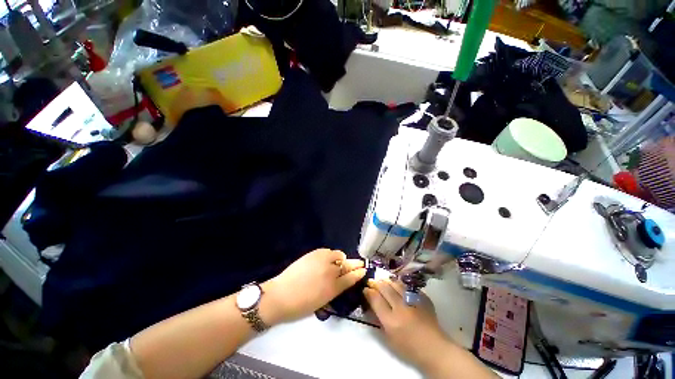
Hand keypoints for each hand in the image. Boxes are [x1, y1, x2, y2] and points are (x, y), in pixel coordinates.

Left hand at [260, 249, 366, 324]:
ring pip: (338, 255)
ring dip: (341, 258)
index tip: (363, 270)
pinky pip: (328, 251)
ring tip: (338, 261)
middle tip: (360, 262)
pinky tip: (328, 258)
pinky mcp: (314, 253)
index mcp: (333, 288)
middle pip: (347, 265)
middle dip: (355, 264)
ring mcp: (322, 261)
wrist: (280, 295)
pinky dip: (331, 254)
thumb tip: (340, 281)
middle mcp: (331, 272)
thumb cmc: (300, 305)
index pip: (351, 278)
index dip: (358, 273)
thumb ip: (333, 290)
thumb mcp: (321, 302)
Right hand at [364, 279, 448, 369]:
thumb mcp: (389, 337)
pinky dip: (401, 285)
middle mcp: (401, 308)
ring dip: (388, 281)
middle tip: (373, 281)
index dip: (368, 291)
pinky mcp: (423, 298)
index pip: (375, 299)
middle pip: (385, 288)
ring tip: (384, 281)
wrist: (434, 348)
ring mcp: (413, 301)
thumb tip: (371, 302)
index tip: (365, 288)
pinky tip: (398, 285)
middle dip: (377, 283)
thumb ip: (379, 318)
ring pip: (396, 283)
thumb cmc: (408, 347)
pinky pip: (408, 286)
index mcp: (391, 321)